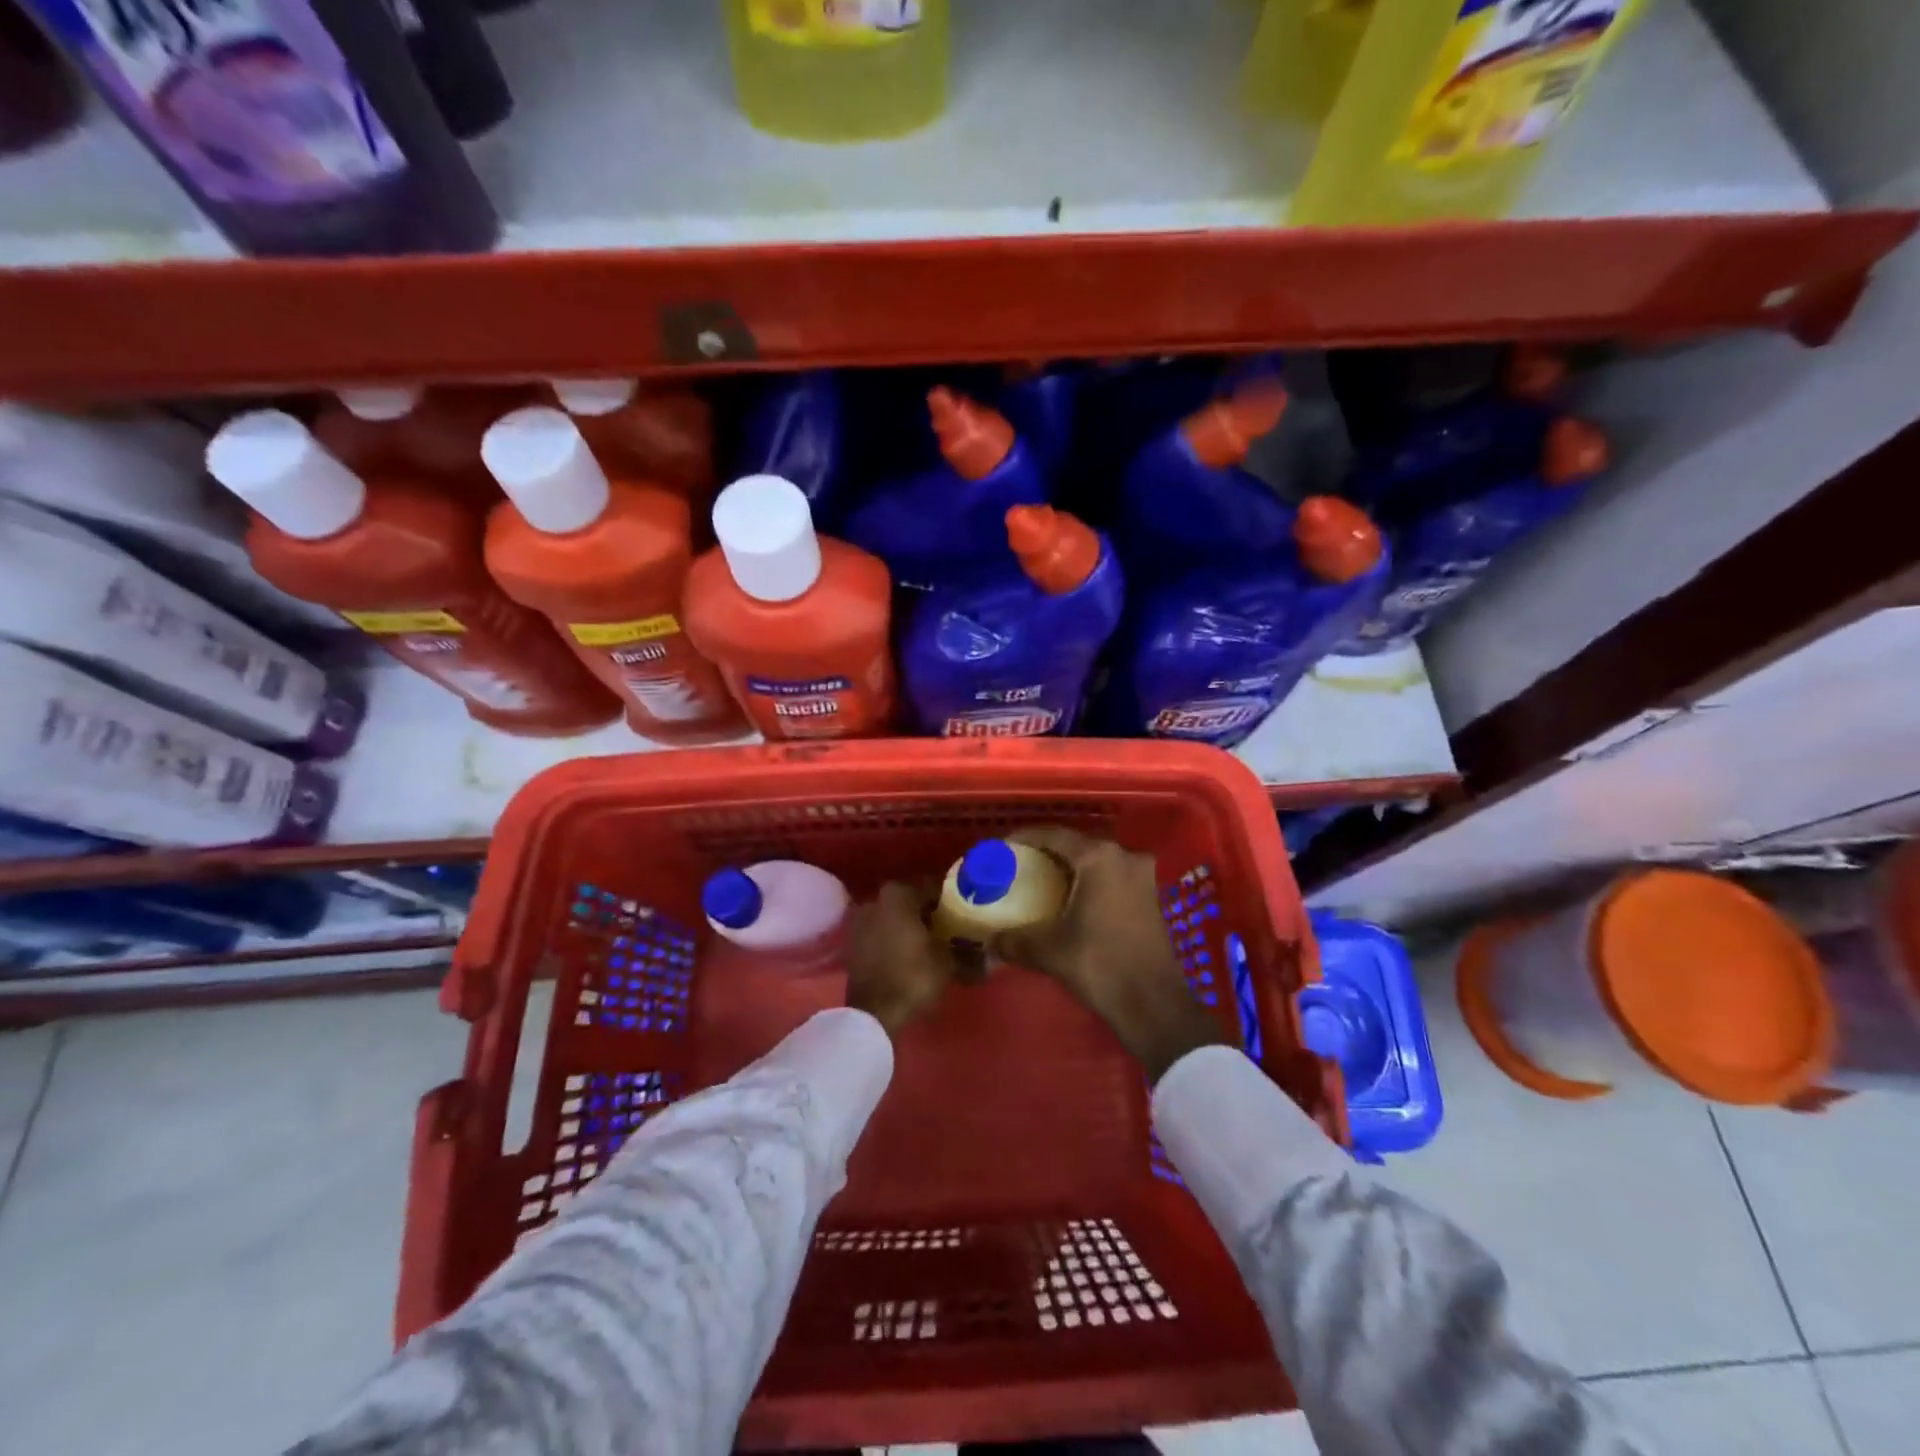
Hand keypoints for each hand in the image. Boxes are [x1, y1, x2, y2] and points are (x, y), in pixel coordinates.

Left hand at [845, 881, 956, 1039]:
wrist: (874, 1014)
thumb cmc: (914, 977)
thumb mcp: (948, 963)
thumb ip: (967, 952)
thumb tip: (988, 955)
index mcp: (898, 894)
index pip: (932, 888)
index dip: (951, 901)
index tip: (965, 914)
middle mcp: (875, 900)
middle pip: (911, 902)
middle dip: (930, 914)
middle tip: (951, 930)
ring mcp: (860, 922)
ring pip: (894, 918)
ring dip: (911, 927)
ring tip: (933, 945)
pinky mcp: (853, 944)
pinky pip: (881, 934)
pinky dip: (895, 940)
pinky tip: (912, 956)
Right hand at [988, 827, 1227, 1082]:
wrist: (1155, 1005)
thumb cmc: (1101, 965)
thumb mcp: (1049, 951)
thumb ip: (1014, 940)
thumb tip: (989, 941)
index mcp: (1099, 858)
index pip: (1054, 835)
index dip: (1025, 838)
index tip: (1003, 848)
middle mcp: (1124, 857)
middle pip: (1077, 846)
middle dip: (1047, 854)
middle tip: (1020, 866)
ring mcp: (1143, 877)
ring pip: (1097, 863)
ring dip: (1070, 870)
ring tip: (1041, 884)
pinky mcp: (1151, 898)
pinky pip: (1112, 879)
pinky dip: (1089, 884)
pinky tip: (1070, 902)